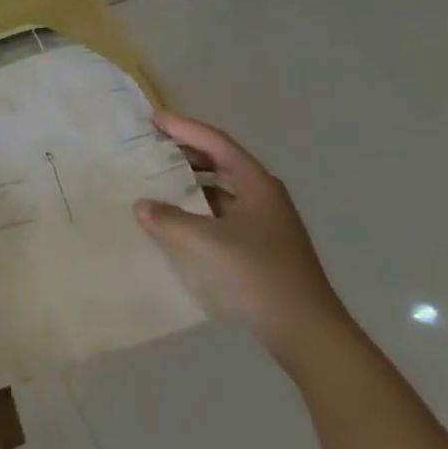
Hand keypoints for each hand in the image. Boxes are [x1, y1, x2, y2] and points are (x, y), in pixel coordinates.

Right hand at [134, 112, 352, 371]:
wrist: (306, 329)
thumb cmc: (260, 274)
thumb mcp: (210, 243)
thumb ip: (172, 220)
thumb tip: (141, 205)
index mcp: (258, 185)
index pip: (218, 143)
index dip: (185, 128)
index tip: (154, 119)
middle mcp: (263, 196)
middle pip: (221, 161)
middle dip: (187, 151)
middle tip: (153, 145)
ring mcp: (264, 222)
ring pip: (221, 189)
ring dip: (192, 181)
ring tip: (158, 178)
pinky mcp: (259, 245)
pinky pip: (222, 213)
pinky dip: (198, 208)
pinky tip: (177, 219)